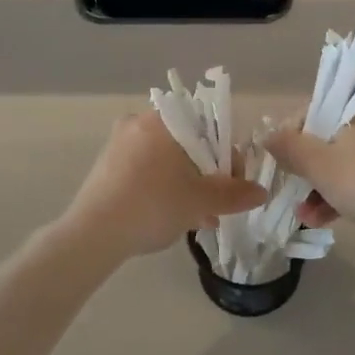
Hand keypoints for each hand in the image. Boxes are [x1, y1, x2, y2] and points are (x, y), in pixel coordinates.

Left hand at [62, 113, 265, 259]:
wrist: (93, 234)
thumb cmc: (153, 205)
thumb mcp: (200, 201)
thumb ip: (233, 194)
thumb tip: (261, 192)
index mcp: (164, 120)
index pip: (209, 126)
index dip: (228, 155)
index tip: (234, 183)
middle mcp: (140, 123)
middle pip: (188, 143)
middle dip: (208, 174)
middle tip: (218, 204)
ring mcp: (120, 143)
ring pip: (167, 159)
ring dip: (188, 184)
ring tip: (200, 218)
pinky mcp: (107, 165)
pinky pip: (147, 169)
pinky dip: (165, 187)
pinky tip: (175, 217)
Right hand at [263, 92, 354, 239]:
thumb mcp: (319, 164)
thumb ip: (288, 146)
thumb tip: (268, 136)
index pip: (313, 108)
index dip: (291, 137)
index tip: (282, 165)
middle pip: (328, 135)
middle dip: (307, 169)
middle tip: (294, 194)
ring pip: (346, 156)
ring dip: (322, 185)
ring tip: (307, 216)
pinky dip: (345, 189)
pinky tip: (327, 218)